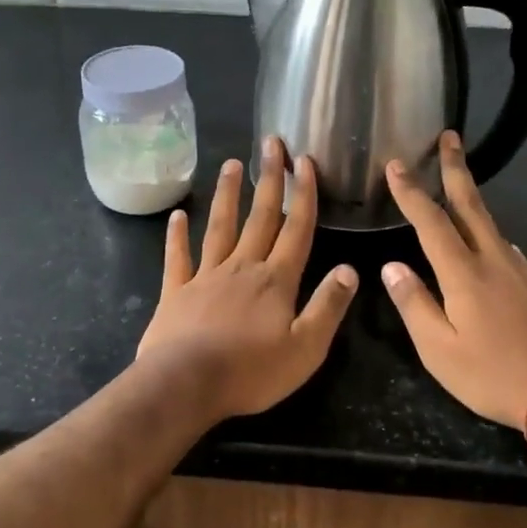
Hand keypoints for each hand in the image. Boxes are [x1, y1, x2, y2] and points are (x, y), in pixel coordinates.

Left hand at [136, 136, 358, 420]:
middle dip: (269, 179)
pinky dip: (177, 236)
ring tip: (231, 164)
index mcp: (276, 280)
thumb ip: (328, 306)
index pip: (296, 229)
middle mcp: (242, 267)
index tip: (305, 161)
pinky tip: (178, 216)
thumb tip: (350, 269)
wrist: (186, 384)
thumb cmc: (251, 371)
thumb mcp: (306, 348)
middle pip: (260, 217)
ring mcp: (205, 276)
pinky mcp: (176, 292)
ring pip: (220, 227)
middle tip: (271, 143)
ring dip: (228, 195)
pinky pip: (178, 258)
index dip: (303, 194)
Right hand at [381, 131, 526, 430]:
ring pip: (493, 227)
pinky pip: (511, 253)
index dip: (411, 191)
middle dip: (455, 168)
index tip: (396, 164)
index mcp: (464, 274)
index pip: (431, 221)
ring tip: (459, 191)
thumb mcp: (440, 351)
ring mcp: (525, 271)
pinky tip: (490, 254)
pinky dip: (493, 241)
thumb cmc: (495, 376)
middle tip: (450, 136)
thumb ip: (414, 305)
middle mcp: (496, 261)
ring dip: (473, 201)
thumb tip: (391, 267)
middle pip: (471, 204)